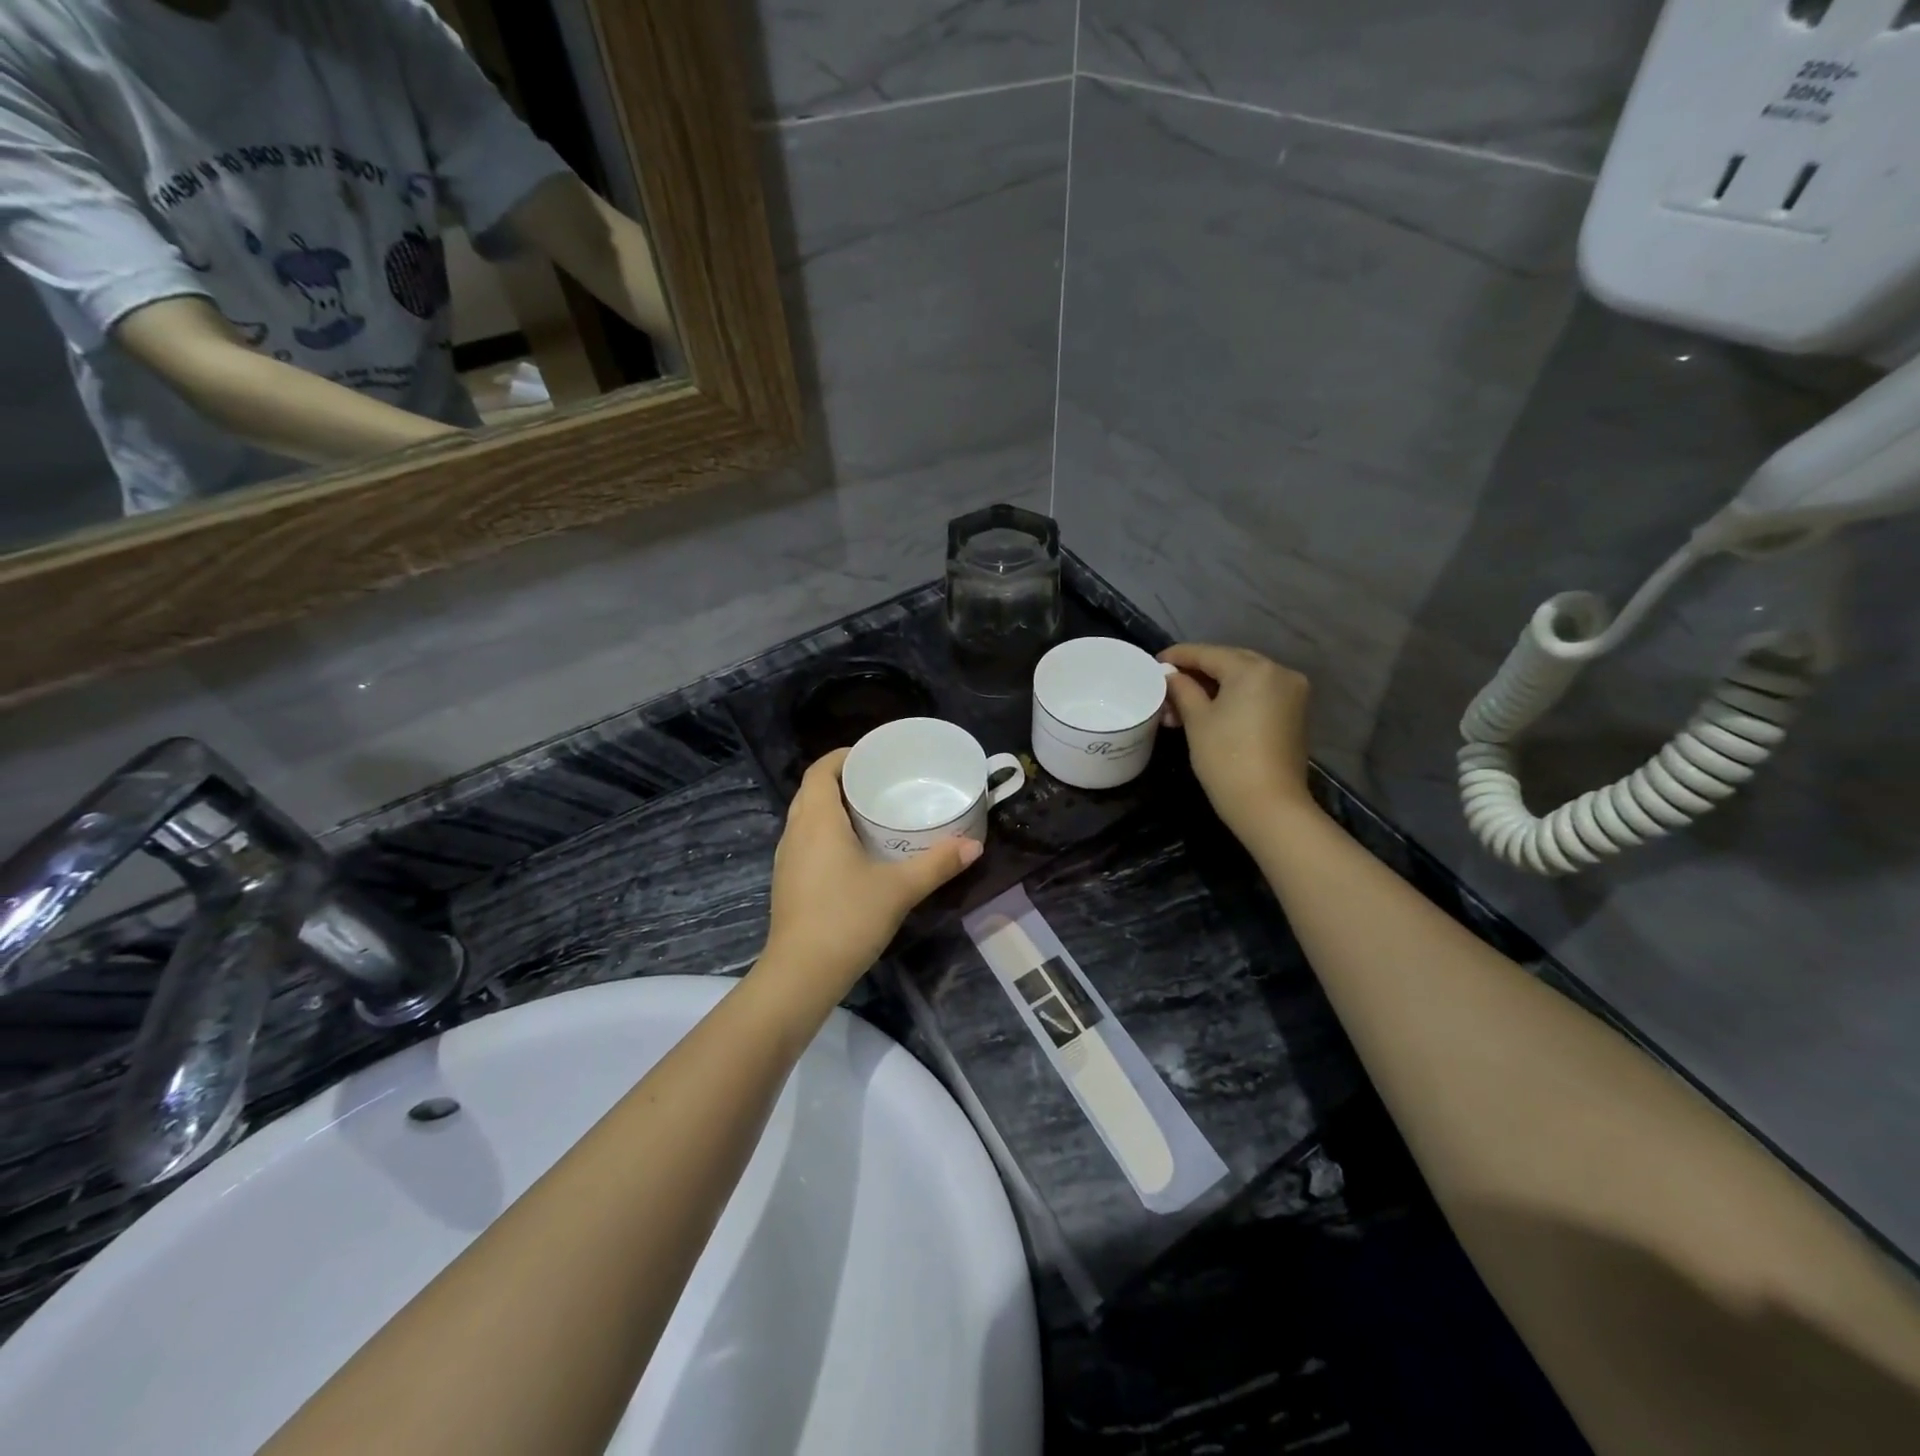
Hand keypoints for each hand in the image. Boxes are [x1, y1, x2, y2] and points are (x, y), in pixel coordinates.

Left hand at [758, 748, 982, 1005]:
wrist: (801, 974)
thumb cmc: (847, 918)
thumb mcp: (899, 889)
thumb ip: (937, 864)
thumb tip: (974, 846)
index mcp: (817, 820)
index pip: (820, 770)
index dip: (842, 756)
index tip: (872, 756)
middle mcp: (796, 832)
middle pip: (813, 791)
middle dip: (843, 781)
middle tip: (880, 783)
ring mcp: (787, 859)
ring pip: (807, 818)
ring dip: (833, 809)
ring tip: (872, 813)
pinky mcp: (788, 882)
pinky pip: (806, 842)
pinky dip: (827, 834)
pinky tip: (855, 852)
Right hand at [1159, 643, 1316, 841]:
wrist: (1269, 806)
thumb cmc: (1226, 759)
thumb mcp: (1197, 720)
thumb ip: (1182, 690)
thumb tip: (1170, 676)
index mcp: (1253, 669)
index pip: (1208, 653)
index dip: (1178, 657)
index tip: (1155, 663)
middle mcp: (1278, 672)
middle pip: (1229, 662)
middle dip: (1197, 673)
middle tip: (1167, 686)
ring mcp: (1291, 693)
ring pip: (1244, 679)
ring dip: (1213, 687)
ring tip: (1181, 706)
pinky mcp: (1294, 713)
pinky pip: (1257, 694)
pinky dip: (1233, 698)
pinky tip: (1209, 711)